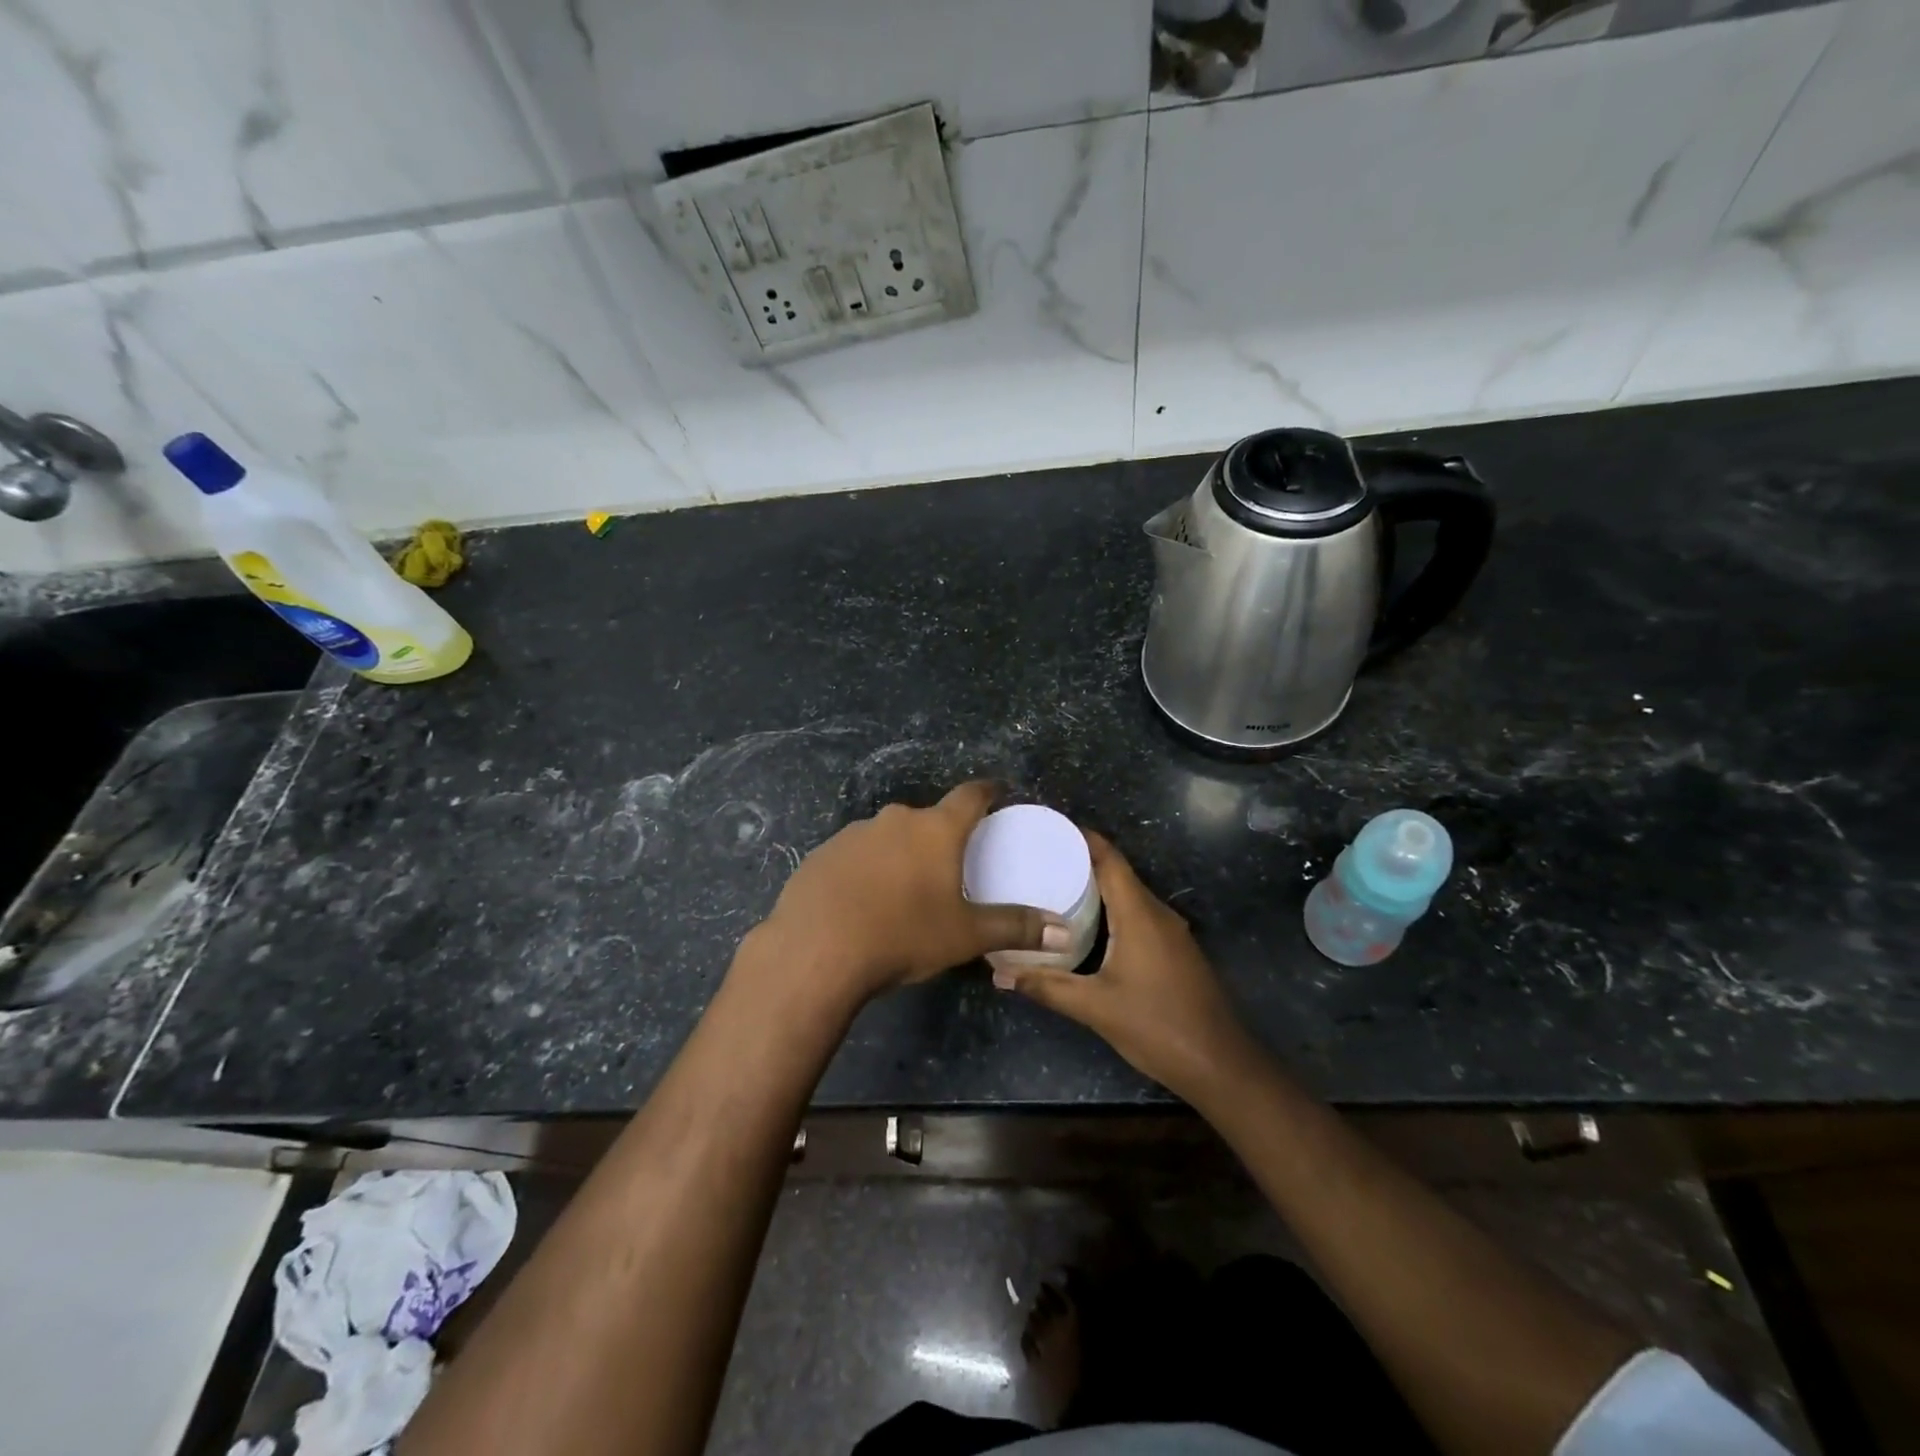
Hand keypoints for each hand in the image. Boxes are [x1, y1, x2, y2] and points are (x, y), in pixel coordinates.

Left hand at [753, 782, 1067, 1003]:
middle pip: (927, 818)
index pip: (971, 795)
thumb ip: (1015, 928)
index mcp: (935, 829)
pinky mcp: (822, 854)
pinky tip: (863, 902)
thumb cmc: (902, 935)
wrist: (816, 950)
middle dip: (941, 835)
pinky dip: (867, 870)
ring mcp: (854, 834)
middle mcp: (895, 819)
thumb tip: (1063, 934)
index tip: (998, 792)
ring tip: (906, 889)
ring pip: (889, 837)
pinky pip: (856, 855)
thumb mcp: (965, 935)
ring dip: (901, 853)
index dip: (988, 791)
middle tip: (952, 863)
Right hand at [993, 832, 1255, 1100]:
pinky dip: (1113, 910)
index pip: (1111, 860)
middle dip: (1082, 861)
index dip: (1083, 839)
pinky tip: (1089, 926)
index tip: (1050, 827)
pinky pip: (1139, 915)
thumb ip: (1047, 987)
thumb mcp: (1095, 1008)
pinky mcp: (1176, 951)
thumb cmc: (1158, 1027)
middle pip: (1119, 874)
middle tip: (1041, 859)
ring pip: (1130, 896)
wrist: (1221, 1065)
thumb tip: (1000, 975)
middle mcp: (1158, 914)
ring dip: (1098, 887)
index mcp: (1139, 915)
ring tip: (1057, 887)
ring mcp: (1172, 933)